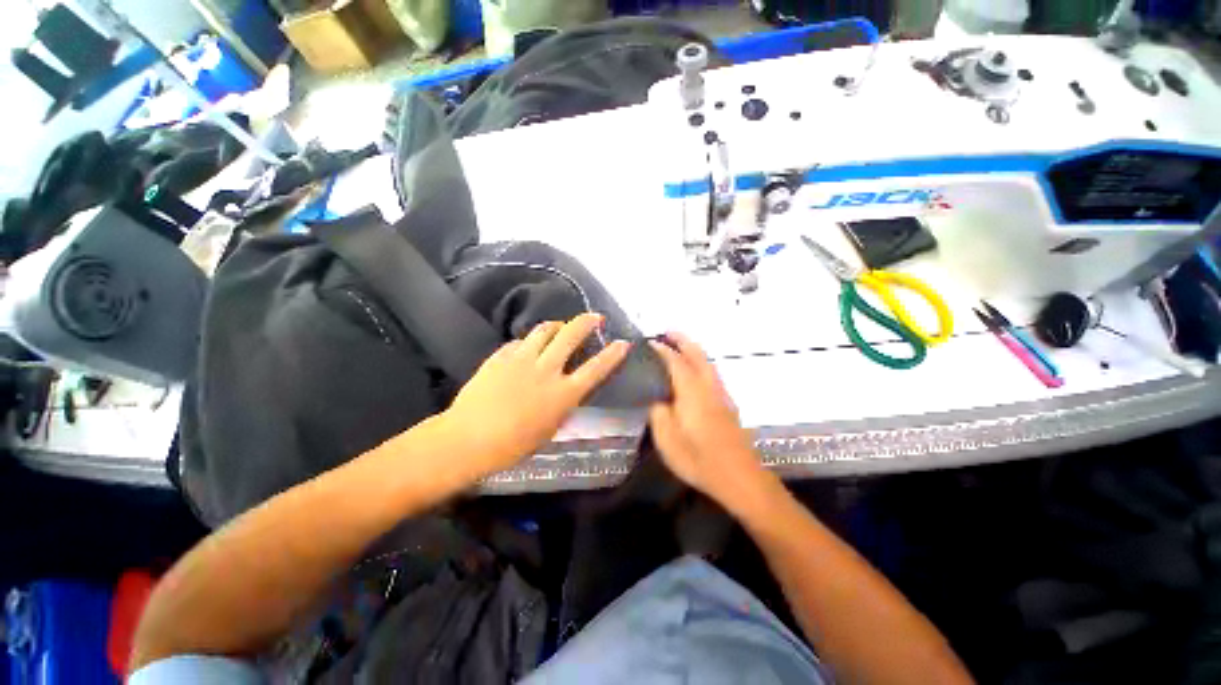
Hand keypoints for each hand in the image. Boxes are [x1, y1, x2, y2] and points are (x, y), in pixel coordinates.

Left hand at [442, 313, 629, 477]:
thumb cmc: (513, 446)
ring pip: (544, 330)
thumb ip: (563, 405)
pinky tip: (528, 346)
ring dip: (557, 325)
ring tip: (560, 326)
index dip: (613, 354)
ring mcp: (522, 360)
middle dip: (586, 322)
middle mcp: (546, 370)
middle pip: (571, 336)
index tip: (624, 342)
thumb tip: (569, 390)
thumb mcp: (550, 429)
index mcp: (563, 394)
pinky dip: (529, 341)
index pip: (596, 368)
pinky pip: (520, 341)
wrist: (467, 440)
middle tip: (594, 317)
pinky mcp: (500, 356)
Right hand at [648, 333, 772, 511]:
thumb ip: (659, 413)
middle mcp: (709, 388)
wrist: (740, 478)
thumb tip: (658, 399)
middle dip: (683, 340)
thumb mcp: (667, 439)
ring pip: (708, 363)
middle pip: (698, 355)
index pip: (676, 362)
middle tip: (668, 331)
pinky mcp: (728, 406)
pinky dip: (701, 363)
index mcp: (692, 392)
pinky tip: (694, 372)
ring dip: (693, 350)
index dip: (663, 350)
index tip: (650, 342)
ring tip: (679, 346)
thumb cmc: (699, 459)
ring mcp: (722, 396)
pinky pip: (712, 374)